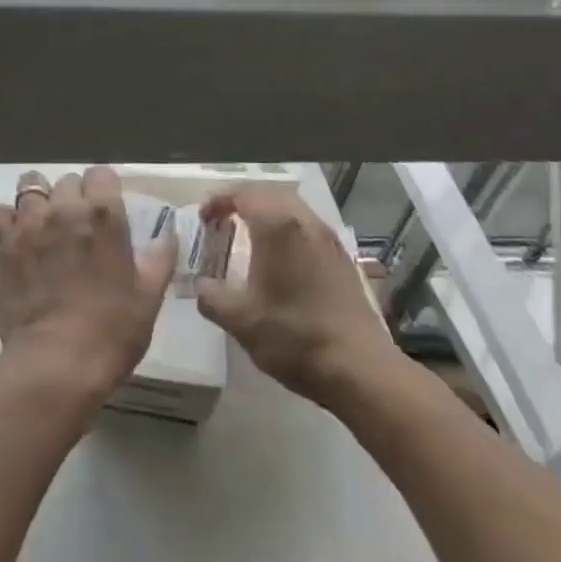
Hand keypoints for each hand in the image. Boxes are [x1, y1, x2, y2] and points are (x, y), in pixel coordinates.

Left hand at [0, 166, 176, 402]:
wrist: (57, 363)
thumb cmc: (111, 331)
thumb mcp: (148, 297)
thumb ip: (159, 258)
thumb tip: (168, 234)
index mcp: (104, 214)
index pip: (101, 174)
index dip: (105, 189)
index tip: (107, 211)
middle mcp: (65, 207)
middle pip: (68, 180)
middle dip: (74, 196)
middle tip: (78, 227)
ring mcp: (30, 222)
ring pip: (30, 185)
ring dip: (39, 199)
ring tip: (43, 223)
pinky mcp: (2, 243)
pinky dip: (2, 218)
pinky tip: (13, 236)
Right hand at [195, 184, 398, 408]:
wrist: (360, 369)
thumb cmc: (294, 337)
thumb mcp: (241, 321)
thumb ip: (211, 297)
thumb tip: (200, 285)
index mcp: (277, 226)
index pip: (243, 193)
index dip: (218, 199)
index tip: (203, 217)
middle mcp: (304, 221)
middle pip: (269, 192)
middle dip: (242, 199)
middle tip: (221, 217)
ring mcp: (328, 238)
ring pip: (291, 207)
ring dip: (266, 211)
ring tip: (247, 233)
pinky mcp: (342, 258)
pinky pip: (307, 226)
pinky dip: (285, 227)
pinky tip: (279, 257)